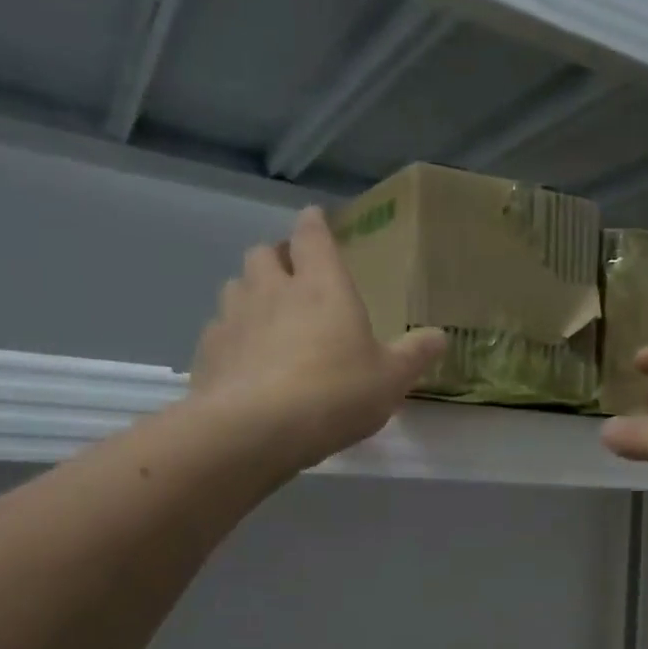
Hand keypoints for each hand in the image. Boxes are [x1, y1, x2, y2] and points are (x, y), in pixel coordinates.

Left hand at [190, 208, 445, 471]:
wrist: (256, 430)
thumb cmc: (335, 394)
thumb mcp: (390, 379)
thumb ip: (414, 355)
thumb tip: (439, 336)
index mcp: (322, 286)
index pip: (312, 235)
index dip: (314, 224)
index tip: (315, 219)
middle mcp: (272, 290)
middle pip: (264, 253)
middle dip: (277, 258)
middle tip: (291, 275)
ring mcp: (234, 318)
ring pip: (236, 286)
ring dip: (250, 292)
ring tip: (265, 315)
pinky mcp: (208, 351)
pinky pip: (218, 329)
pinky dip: (231, 335)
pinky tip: (243, 360)